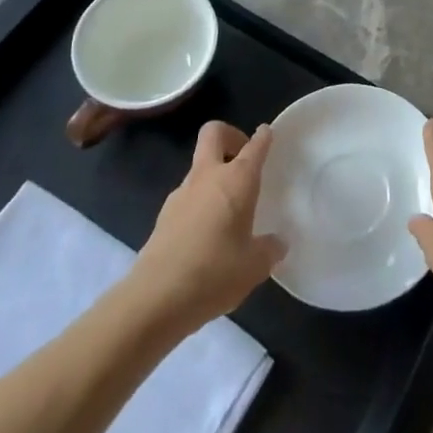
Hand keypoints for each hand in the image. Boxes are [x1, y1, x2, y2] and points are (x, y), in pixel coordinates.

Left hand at [129, 121, 285, 332]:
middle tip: (243, 160)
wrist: (155, 299)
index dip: (263, 137)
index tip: (267, 134)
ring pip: (199, 167)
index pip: (254, 146)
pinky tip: (207, 235)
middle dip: (230, 136)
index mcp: (237, 180)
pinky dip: (199, 203)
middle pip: (214, 134)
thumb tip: (277, 244)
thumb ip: (269, 250)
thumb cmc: (214, 273)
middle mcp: (208, 177)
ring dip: (213, 175)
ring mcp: (181, 194)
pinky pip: (187, 196)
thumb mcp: (254, 266)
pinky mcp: (163, 216)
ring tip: (228, 210)